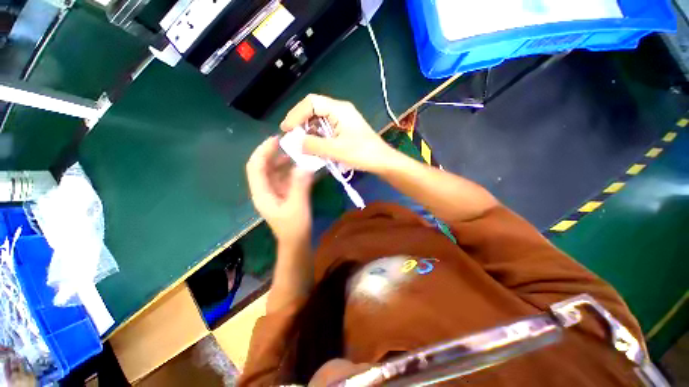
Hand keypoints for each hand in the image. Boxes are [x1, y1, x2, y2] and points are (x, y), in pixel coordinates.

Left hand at [246, 136, 313, 243]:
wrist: (297, 242)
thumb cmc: (294, 227)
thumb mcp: (297, 206)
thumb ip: (300, 185)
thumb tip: (304, 165)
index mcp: (262, 193)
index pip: (256, 167)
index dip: (263, 151)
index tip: (276, 139)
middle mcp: (265, 190)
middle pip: (265, 166)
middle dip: (275, 153)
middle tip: (291, 143)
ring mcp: (274, 192)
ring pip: (276, 171)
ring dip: (285, 161)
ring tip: (299, 153)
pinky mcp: (284, 194)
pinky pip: (285, 177)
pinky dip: (292, 170)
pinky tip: (303, 166)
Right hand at [280, 94, 396, 172]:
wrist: (382, 161)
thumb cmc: (363, 154)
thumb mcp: (336, 150)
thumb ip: (314, 145)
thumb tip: (295, 143)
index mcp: (339, 110)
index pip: (311, 102)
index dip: (296, 114)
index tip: (287, 129)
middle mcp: (340, 110)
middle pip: (314, 109)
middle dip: (300, 122)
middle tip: (292, 136)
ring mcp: (343, 120)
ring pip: (319, 120)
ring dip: (309, 130)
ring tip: (301, 143)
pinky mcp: (345, 129)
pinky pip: (326, 129)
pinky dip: (318, 136)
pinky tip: (314, 146)